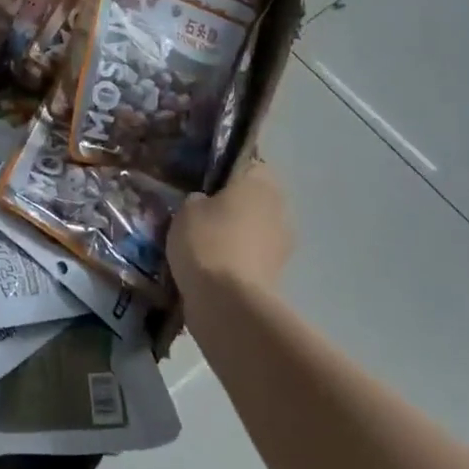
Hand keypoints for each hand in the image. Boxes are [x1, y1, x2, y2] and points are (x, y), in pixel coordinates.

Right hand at [167, 159, 292, 304]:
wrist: (227, 303)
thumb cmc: (207, 242)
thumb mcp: (186, 209)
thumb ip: (197, 200)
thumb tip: (204, 203)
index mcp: (261, 183)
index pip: (249, 165)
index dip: (226, 173)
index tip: (203, 184)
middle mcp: (279, 209)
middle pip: (253, 200)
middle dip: (230, 207)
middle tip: (198, 215)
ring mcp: (282, 245)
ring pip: (253, 231)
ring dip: (234, 236)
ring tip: (200, 246)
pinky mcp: (275, 276)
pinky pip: (250, 258)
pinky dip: (234, 262)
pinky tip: (208, 269)